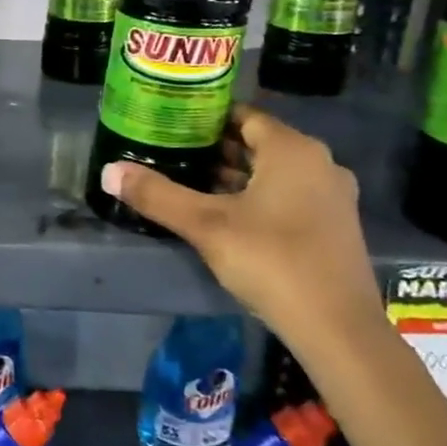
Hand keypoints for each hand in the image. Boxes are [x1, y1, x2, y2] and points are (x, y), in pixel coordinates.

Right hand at [98, 103, 380, 348]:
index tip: (170, 124)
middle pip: (258, 144)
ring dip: (234, 175)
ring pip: (273, 173)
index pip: (243, 116)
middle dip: (214, 148)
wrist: (337, 329)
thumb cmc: (272, 260)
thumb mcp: (205, 225)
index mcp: (293, 150)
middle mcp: (318, 164)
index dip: (206, 118)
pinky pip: (287, 196)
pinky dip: (256, 197)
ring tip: (189, 181)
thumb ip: (157, 195)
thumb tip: (109, 171)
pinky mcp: (333, 227)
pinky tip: (223, 215)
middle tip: (171, 152)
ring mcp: (331, 197)